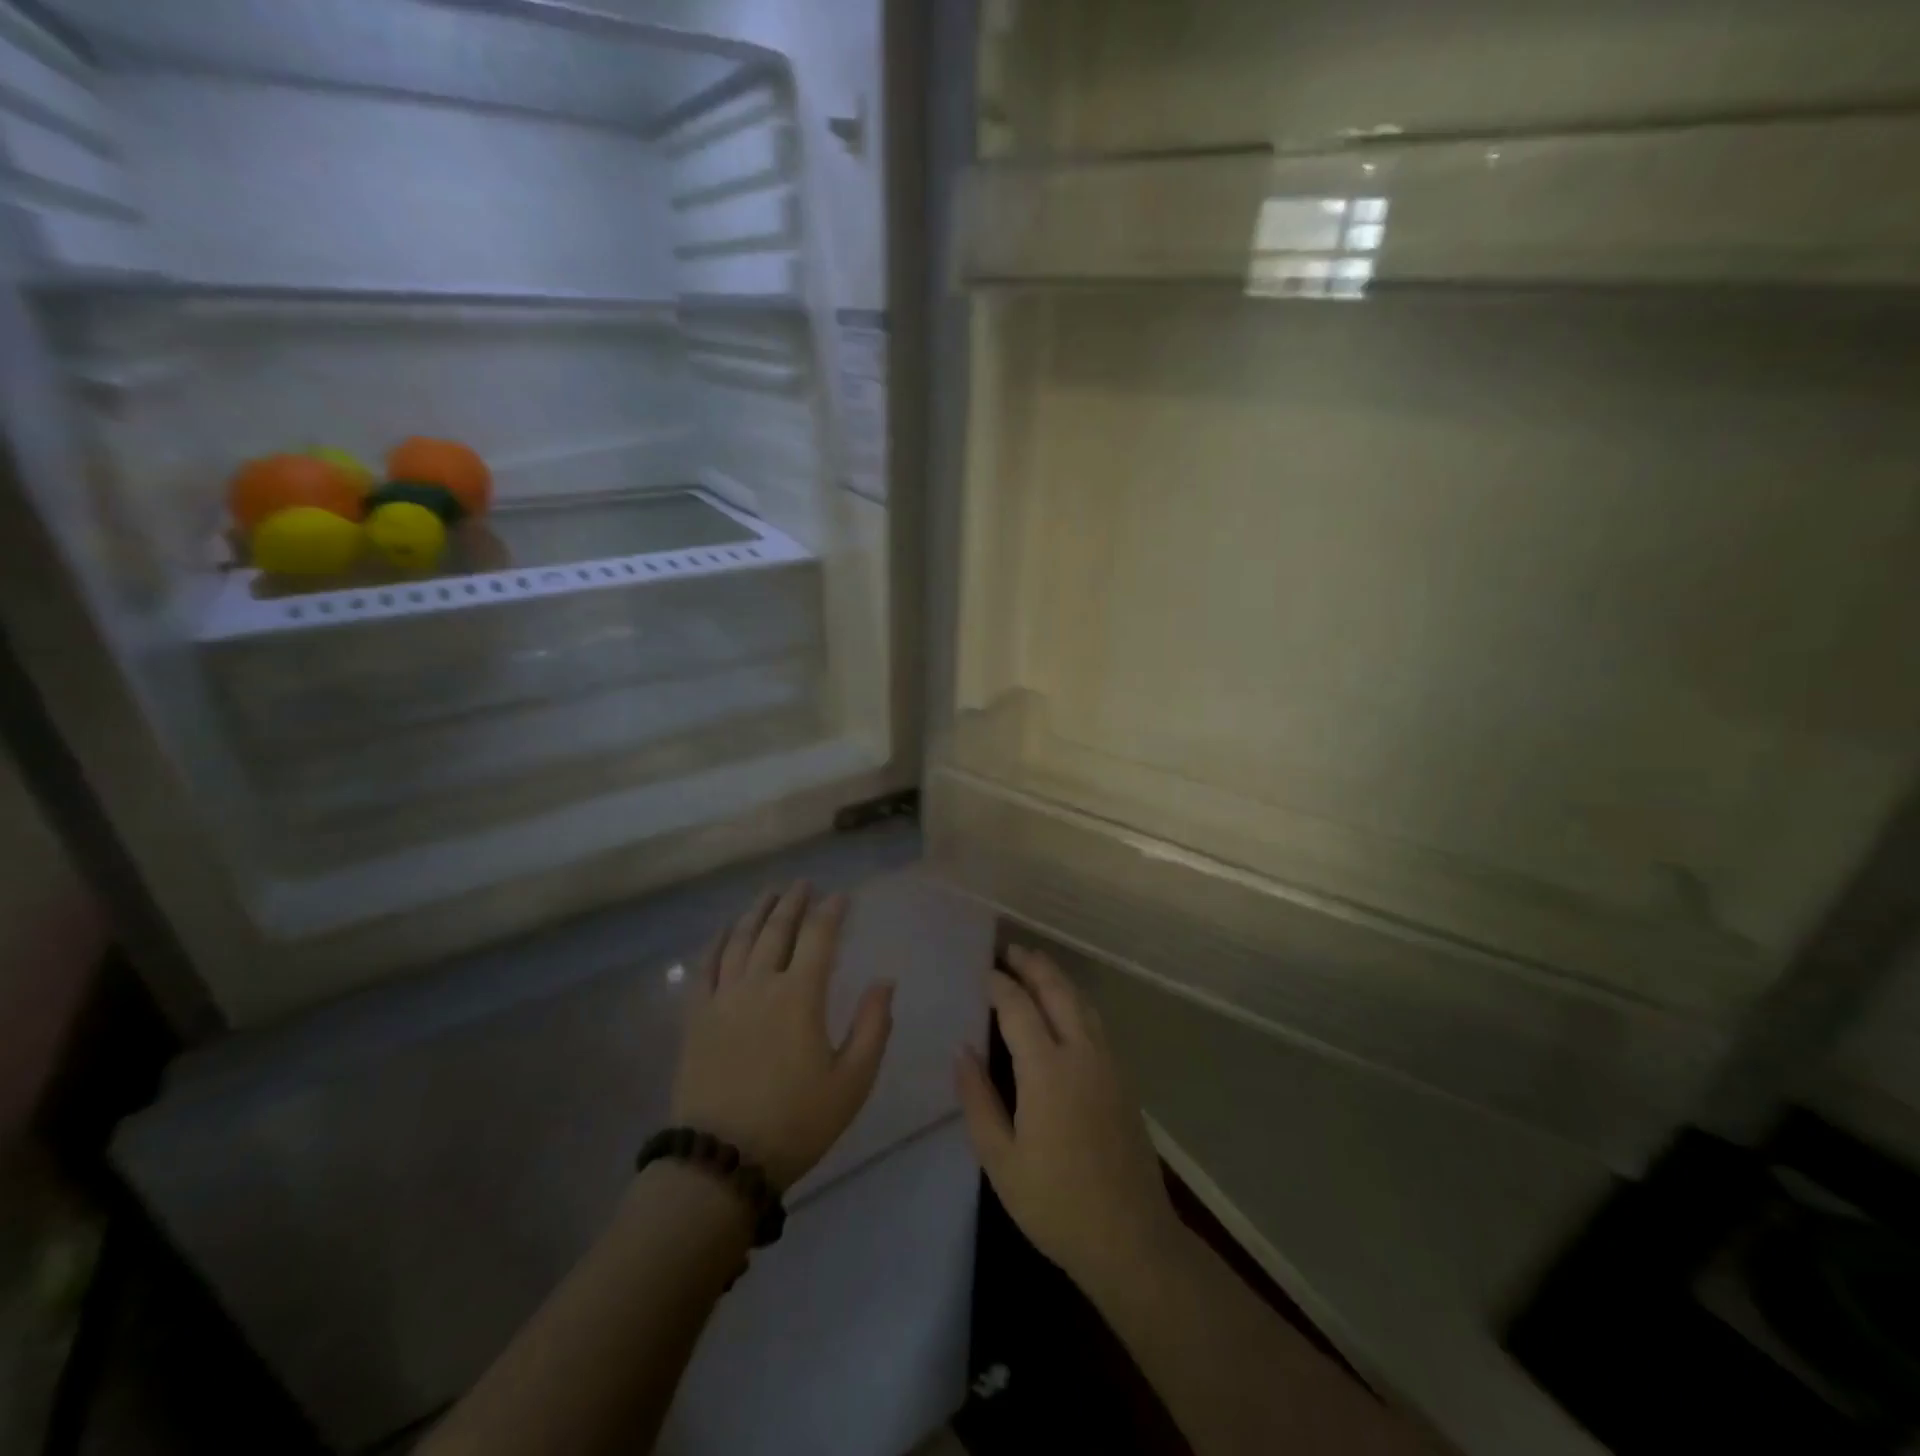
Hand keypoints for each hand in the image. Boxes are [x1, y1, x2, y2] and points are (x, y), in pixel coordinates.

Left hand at [673, 883, 893, 1191]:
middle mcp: (759, 984)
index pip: (818, 937)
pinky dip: (717, 941)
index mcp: (799, 996)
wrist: (721, 1162)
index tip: (841, 896)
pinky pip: (705, 966)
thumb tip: (885, 981)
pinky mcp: (696, 1017)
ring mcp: (722, 998)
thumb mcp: (852, 1082)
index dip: (831, 911)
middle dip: (792, 901)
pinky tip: (724, 931)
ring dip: (756, 912)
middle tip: (803, 883)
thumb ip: (873, 1027)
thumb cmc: (796, 1122)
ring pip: (739, 939)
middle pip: (776, 929)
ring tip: (768, 894)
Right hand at [956, 946, 1181, 1296]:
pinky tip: (1065, 1006)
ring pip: (1081, 1002)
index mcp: (1047, 1071)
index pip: (1018, 1007)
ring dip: (1056, 978)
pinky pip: (1095, 1020)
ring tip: (1034, 965)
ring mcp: (1107, 1063)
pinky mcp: (1122, 1077)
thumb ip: (978, 1101)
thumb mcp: (1001, 1161)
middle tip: (1009, 950)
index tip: (981, 971)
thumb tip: (962, 1050)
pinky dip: (1075, 999)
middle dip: (1032, 965)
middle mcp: (1081, 1054)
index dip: (999, 984)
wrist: (1130, 1238)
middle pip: (1057, 991)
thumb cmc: (1055, 1204)